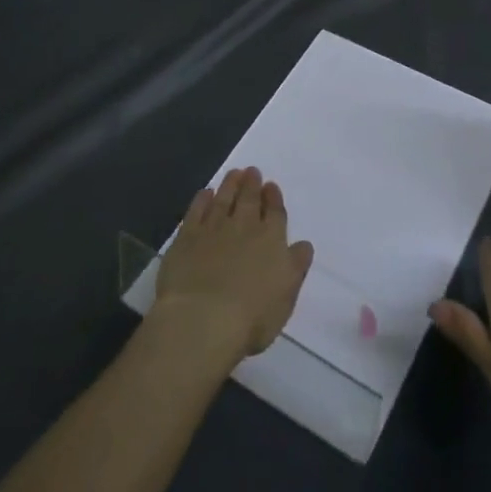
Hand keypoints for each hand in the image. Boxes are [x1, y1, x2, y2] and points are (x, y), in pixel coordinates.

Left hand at [153, 167, 314, 364]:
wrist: (202, 320)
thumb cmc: (251, 317)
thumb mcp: (286, 297)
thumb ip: (296, 267)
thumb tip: (303, 245)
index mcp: (272, 240)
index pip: (275, 212)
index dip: (274, 198)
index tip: (271, 186)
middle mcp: (244, 226)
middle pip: (249, 199)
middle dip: (252, 184)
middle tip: (252, 171)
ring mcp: (214, 228)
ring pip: (224, 198)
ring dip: (231, 184)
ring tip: (234, 173)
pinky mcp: (187, 236)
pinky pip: (196, 210)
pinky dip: (203, 199)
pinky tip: (206, 193)